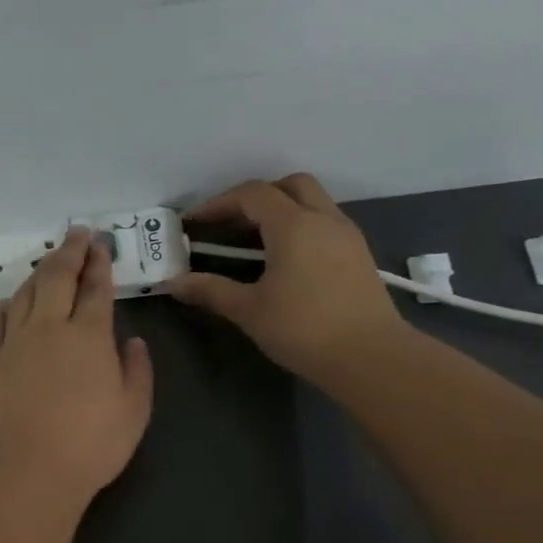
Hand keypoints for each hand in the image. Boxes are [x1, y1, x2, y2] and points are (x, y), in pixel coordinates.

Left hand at [0, 229, 153, 499]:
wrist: (29, 469)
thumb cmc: (91, 444)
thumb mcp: (134, 410)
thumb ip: (137, 370)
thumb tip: (132, 341)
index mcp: (89, 336)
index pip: (95, 288)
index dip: (99, 262)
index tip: (100, 244)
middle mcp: (50, 327)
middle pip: (57, 276)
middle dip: (69, 251)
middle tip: (77, 233)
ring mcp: (15, 341)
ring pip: (26, 292)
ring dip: (39, 271)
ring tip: (49, 260)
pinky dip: (8, 304)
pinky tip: (12, 301)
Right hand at [166, 174, 403, 379]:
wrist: (370, 357)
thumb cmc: (303, 329)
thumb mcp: (249, 310)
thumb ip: (210, 290)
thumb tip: (172, 283)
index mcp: (293, 225)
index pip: (252, 195)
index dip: (219, 203)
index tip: (194, 222)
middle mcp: (324, 219)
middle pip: (289, 186)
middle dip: (257, 197)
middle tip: (231, 222)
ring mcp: (347, 235)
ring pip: (313, 202)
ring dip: (282, 210)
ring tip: (255, 241)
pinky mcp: (359, 255)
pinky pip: (326, 223)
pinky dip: (301, 227)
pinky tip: (286, 259)